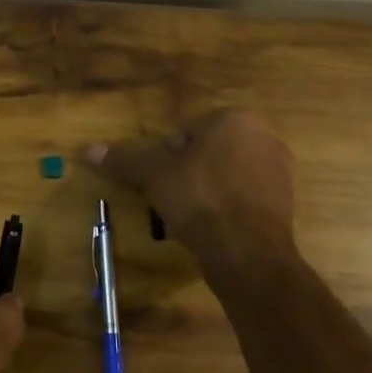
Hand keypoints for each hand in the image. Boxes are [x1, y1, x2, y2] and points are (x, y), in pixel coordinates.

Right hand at [88, 110, 298, 274]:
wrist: (246, 252)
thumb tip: (87, 149)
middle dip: (189, 172)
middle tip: (173, 198)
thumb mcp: (154, 174)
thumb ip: (124, 159)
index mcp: (236, 120)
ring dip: (207, 190)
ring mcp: (280, 173)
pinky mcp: (285, 205)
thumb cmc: (199, 197)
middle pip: (209, 152)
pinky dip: (227, 209)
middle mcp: (265, 138)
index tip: (162, 180)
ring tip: (190, 216)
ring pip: (227, 175)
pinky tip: (213, 228)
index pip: (188, 131)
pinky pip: (244, 199)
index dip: (168, 156)